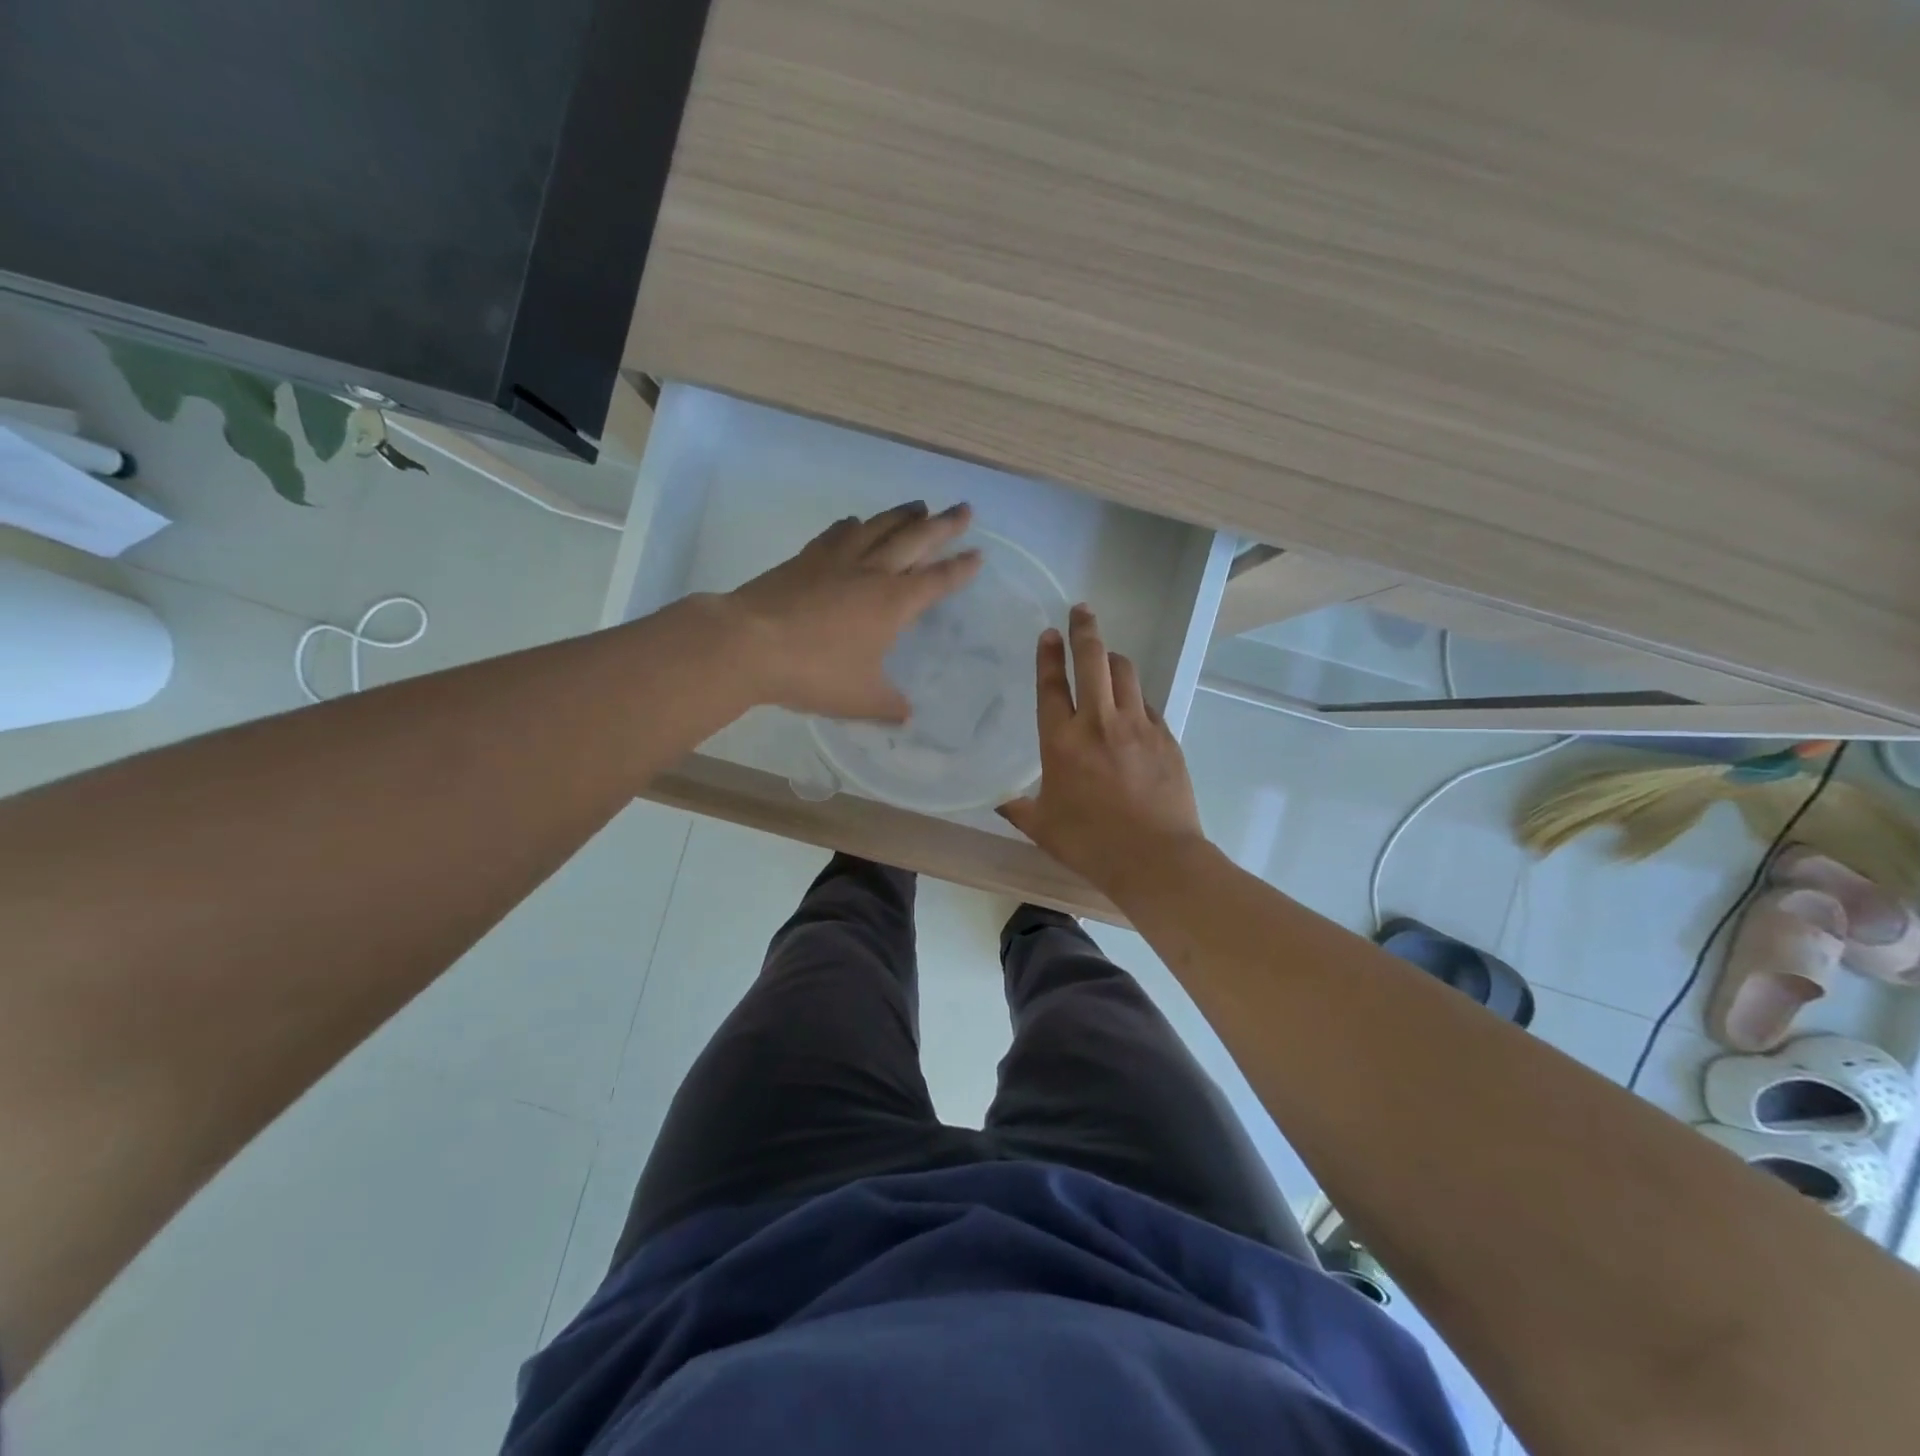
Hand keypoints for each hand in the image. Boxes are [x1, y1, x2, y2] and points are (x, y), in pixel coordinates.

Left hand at [723, 501, 981, 720]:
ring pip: (879, 527)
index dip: (960, 569)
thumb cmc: (814, 672)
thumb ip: (888, 705)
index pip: (937, 580)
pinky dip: (855, 525)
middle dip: (944, 525)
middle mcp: (872, 572)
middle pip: (915, 540)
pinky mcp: (807, 557)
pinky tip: (856, 523)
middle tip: (964, 509)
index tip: (978, 554)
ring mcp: (837, 560)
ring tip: (920, 506)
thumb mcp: (860, 699)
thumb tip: (907, 716)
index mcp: (894, 603)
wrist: (749, 643)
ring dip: (903, 515)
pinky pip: (839, 533)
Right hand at [998, 604, 1206, 891]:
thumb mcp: (1043, 827)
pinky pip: (1147, 702)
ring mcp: (1137, 726)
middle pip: (1093, 660)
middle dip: (1085, 630)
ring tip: (1106, 658)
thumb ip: (1018, 808)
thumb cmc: (1090, 843)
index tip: (1049, 633)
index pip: (1052, 684)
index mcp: (1062, 741)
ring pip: (1125, 673)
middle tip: (1082, 612)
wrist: (1155, 858)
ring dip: (1113, 659)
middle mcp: (1099, 723)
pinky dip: (1135, 696)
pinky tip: (1131, 706)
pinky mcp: (1166, 737)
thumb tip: (1001, 801)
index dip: (1048, 654)